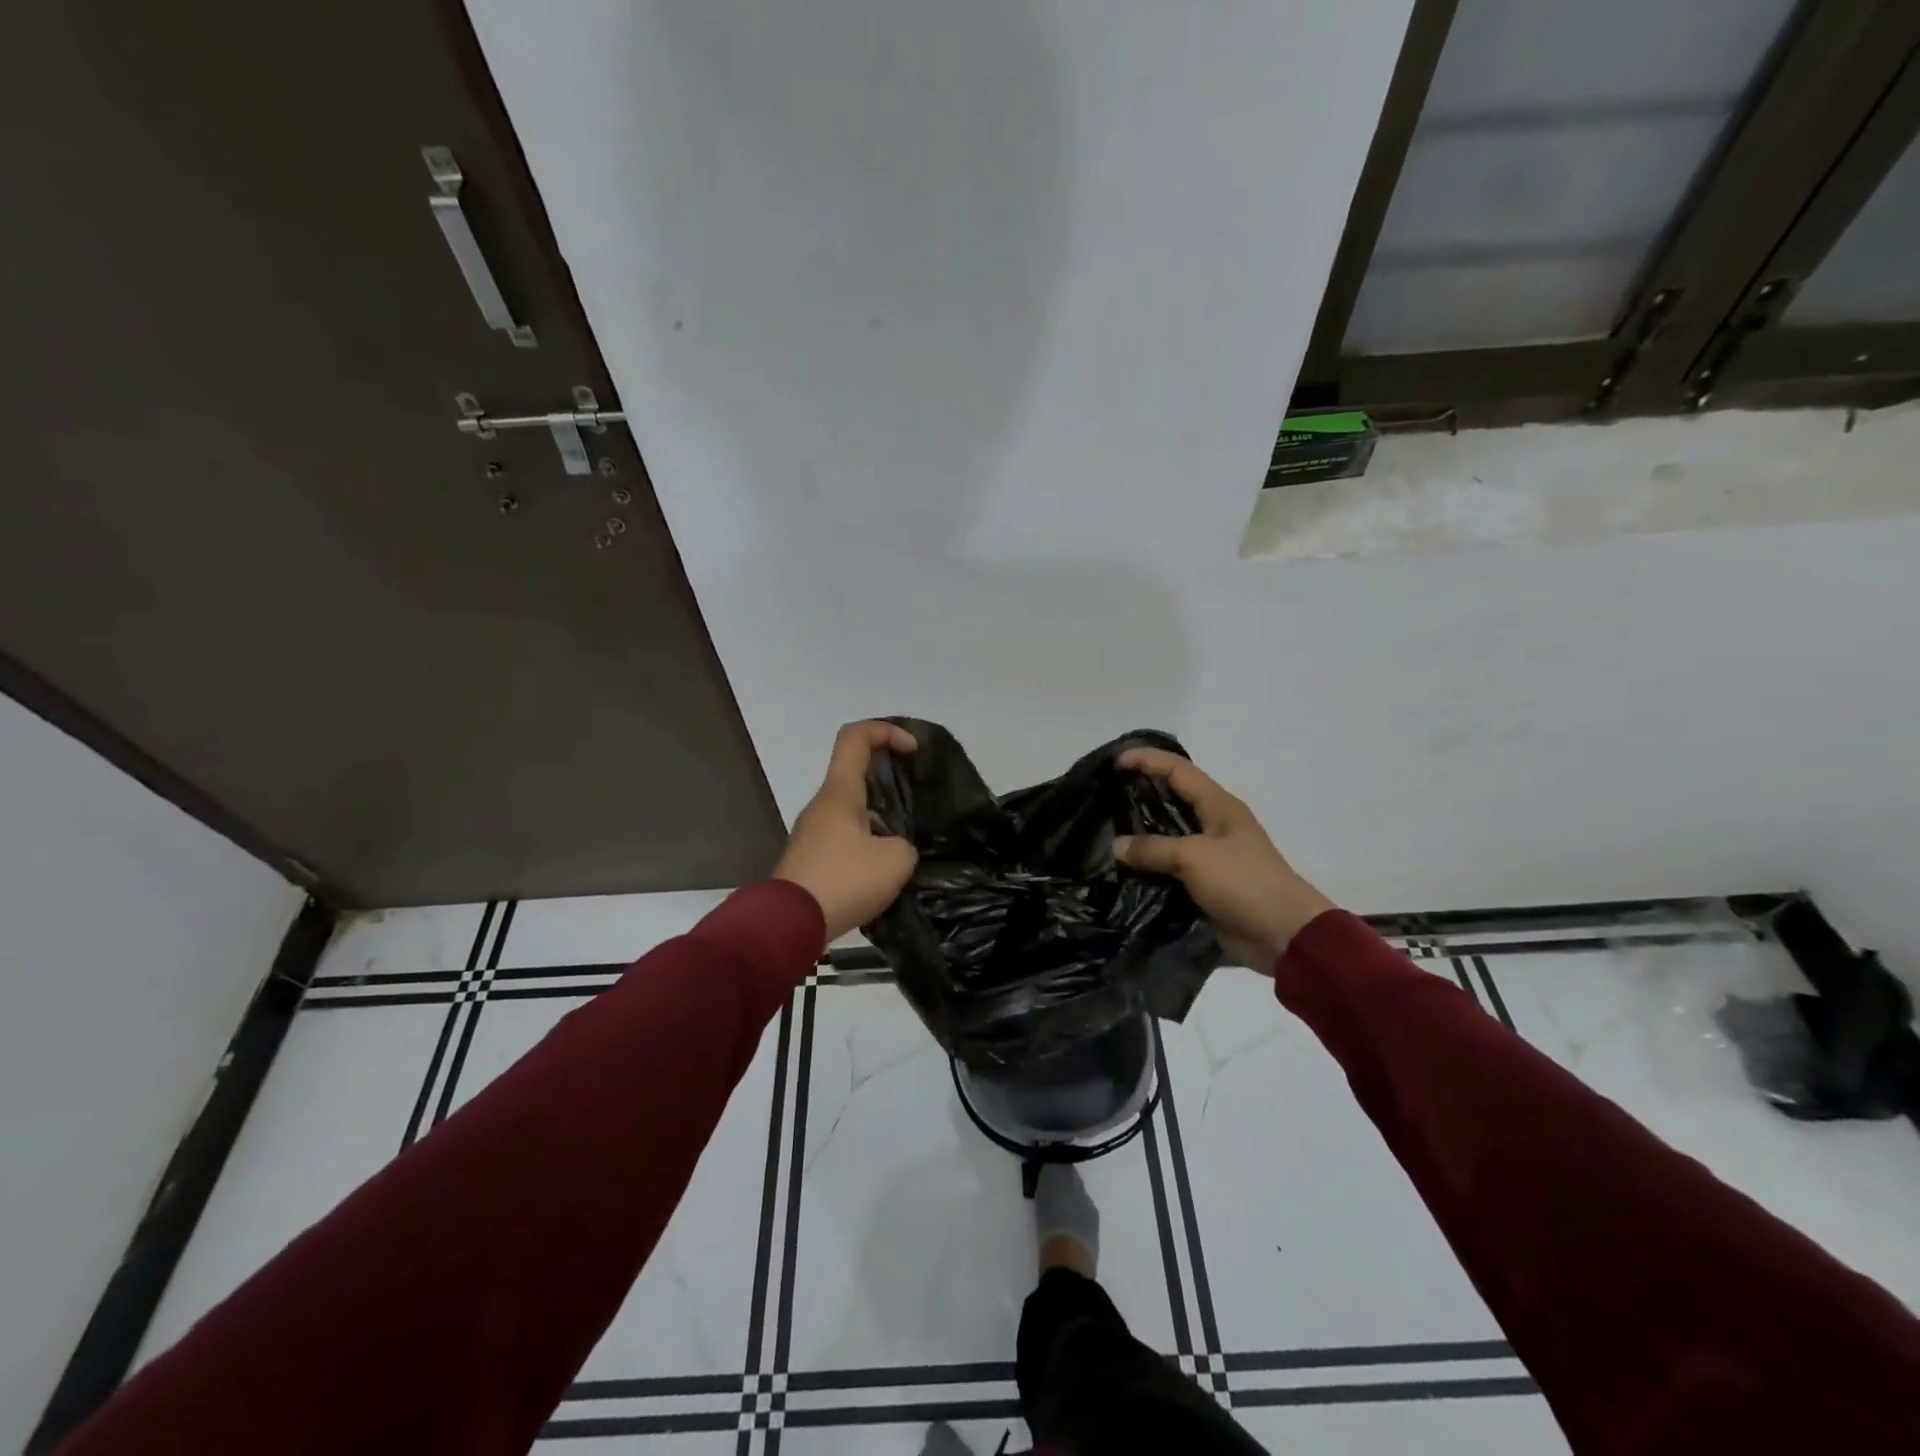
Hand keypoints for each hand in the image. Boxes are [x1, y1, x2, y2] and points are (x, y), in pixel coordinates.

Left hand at [775, 721, 918, 943]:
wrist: (787, 925)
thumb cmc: (842, 881)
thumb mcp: (895, 861)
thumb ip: (905, 845)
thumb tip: (895, 849)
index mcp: (840, 792)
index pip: (856, 736)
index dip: (887, 730)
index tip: (913, 750)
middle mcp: (822, 804)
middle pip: (855, 771)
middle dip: (890, 776)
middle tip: (918, 798)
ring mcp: (813, 831)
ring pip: (851, 806)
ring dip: (880, 813)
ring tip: (907, 839)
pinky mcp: (811, 857)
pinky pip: (845, 834)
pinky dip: (868, 838)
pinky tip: (885, 866)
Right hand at [1113, 748, 1334, 970]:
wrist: (1283, 934)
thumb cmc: (1243, 882)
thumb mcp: (1193, 857)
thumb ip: (1153, 849)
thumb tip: (1117, 846)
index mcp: (1219, 806)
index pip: (1179, 770)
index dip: (1148, 760)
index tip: (1116, 761)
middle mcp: (1215, 824)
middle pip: (1174, 797)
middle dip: (1143, 791)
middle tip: (1108, 792)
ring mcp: (1212, 855)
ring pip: (1170, 833)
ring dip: (1144, 830)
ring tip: (1109, 827)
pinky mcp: (1207, 883)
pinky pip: (1172, 866)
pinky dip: (1150, 864)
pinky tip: (1125, 867)